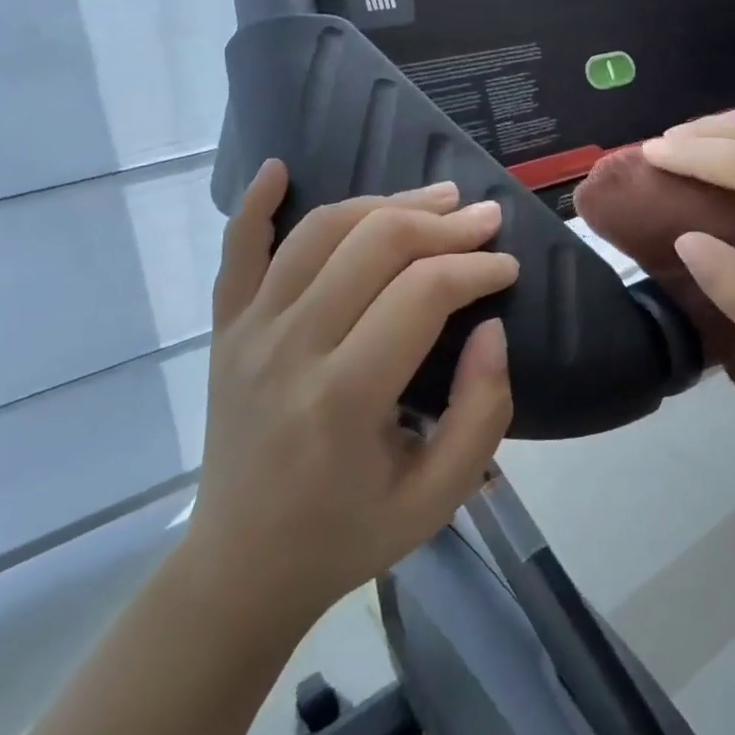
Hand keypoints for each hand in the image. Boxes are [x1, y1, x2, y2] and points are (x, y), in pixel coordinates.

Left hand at [174, 162, 517, 643]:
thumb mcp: (438, 498)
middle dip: (443, 223)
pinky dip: (256, 203)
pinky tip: (281, 166)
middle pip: (375, 244)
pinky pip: (237, 251)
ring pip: (321, 232)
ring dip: (385, 202)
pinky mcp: (226, 329)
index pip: (422, 293)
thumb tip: (492, 327)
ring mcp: (249, 332)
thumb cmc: (348, 534)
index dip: (477, 268)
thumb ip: (482, 411)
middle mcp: (291, 348)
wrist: (240, 568)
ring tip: (435, 197)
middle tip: (485, 219)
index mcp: (345, 397)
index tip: (509, 269)